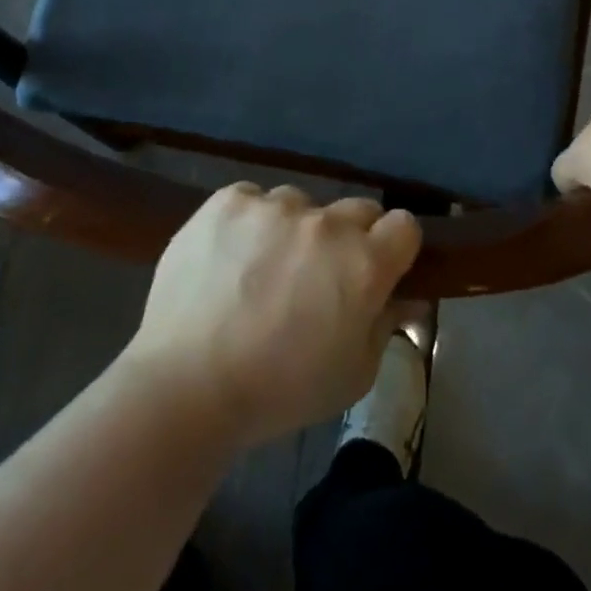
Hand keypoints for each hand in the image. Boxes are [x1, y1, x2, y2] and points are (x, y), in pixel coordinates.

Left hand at [124, 184, 421, 447]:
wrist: (187, 383)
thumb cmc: (280, 392)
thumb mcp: (353, 375)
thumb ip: (385, 326)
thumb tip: (403, 297)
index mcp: (364, 264)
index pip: (404, 225)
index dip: (395, 247)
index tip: (380, 268)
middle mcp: (325, 223)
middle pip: (357, 209)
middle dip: (350, 238)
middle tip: (320, 276)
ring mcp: (274, 205)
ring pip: (301, 204)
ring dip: (295, 230)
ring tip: (263, 269)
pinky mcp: (230, 200)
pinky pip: (254, 199)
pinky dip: (250, 221)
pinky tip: (230, 257)